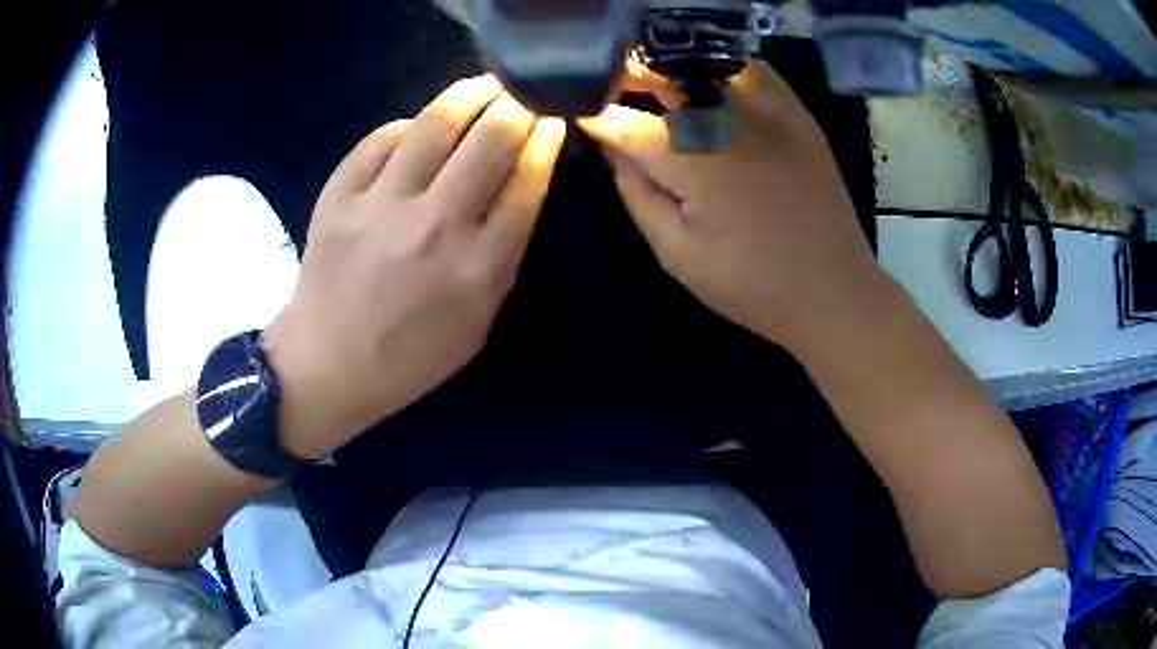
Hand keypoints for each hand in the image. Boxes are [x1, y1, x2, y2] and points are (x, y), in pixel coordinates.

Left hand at [261, 76, 565, 458]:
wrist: (329, 364)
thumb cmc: (412, 356)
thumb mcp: (480, 321)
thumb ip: (504, 256)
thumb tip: (518, 185)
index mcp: (478, 267)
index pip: (527, 180)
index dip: (546, 140)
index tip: (553, 119)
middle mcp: (435, 226)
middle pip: (491, 139)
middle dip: (518, 105)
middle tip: (523, 94)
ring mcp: (381, 205)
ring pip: (436, 123)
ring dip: (470, 94)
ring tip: (483, 85)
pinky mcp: (339, 195)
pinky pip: (382, 138)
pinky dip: (408, 125)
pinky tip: (419, 127)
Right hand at [580, 61, 884, 350]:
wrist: (833, 290)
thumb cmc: (752, 284)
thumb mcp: (677, 253)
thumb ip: (636, 193)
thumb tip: (610, 148)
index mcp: (699, 163)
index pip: (629, 125)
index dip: (596, 116)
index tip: (574, 110)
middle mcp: (734, 121)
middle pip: (667, 77)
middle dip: (628, 77)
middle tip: (606, 84)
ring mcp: (773, 111)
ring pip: (708, 64)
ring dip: (671, 69)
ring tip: (651, 82)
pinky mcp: (799, 114)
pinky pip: (751, 71)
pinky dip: (720, 69)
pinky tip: (706, 85)